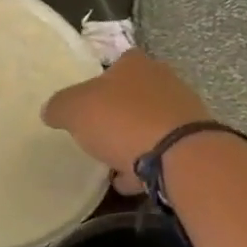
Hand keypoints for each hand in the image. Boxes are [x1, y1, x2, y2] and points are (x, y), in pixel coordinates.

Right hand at [41, 50, 212, 193]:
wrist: (180, 157)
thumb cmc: (122, 120)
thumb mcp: (74, 109)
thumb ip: (60, 106)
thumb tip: (51, 110)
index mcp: (134, 63)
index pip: (115, 63)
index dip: (99, 82)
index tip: (87, 103)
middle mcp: (163, 79)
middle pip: (134, 94)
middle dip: (118, 113)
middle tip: (98, 133)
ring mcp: (184, 111)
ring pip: (150, 124)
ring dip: (134, 141)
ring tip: (112, 165)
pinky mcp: (195, 143)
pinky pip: (164, 151)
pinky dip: (148, 164)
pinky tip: (131, 182)